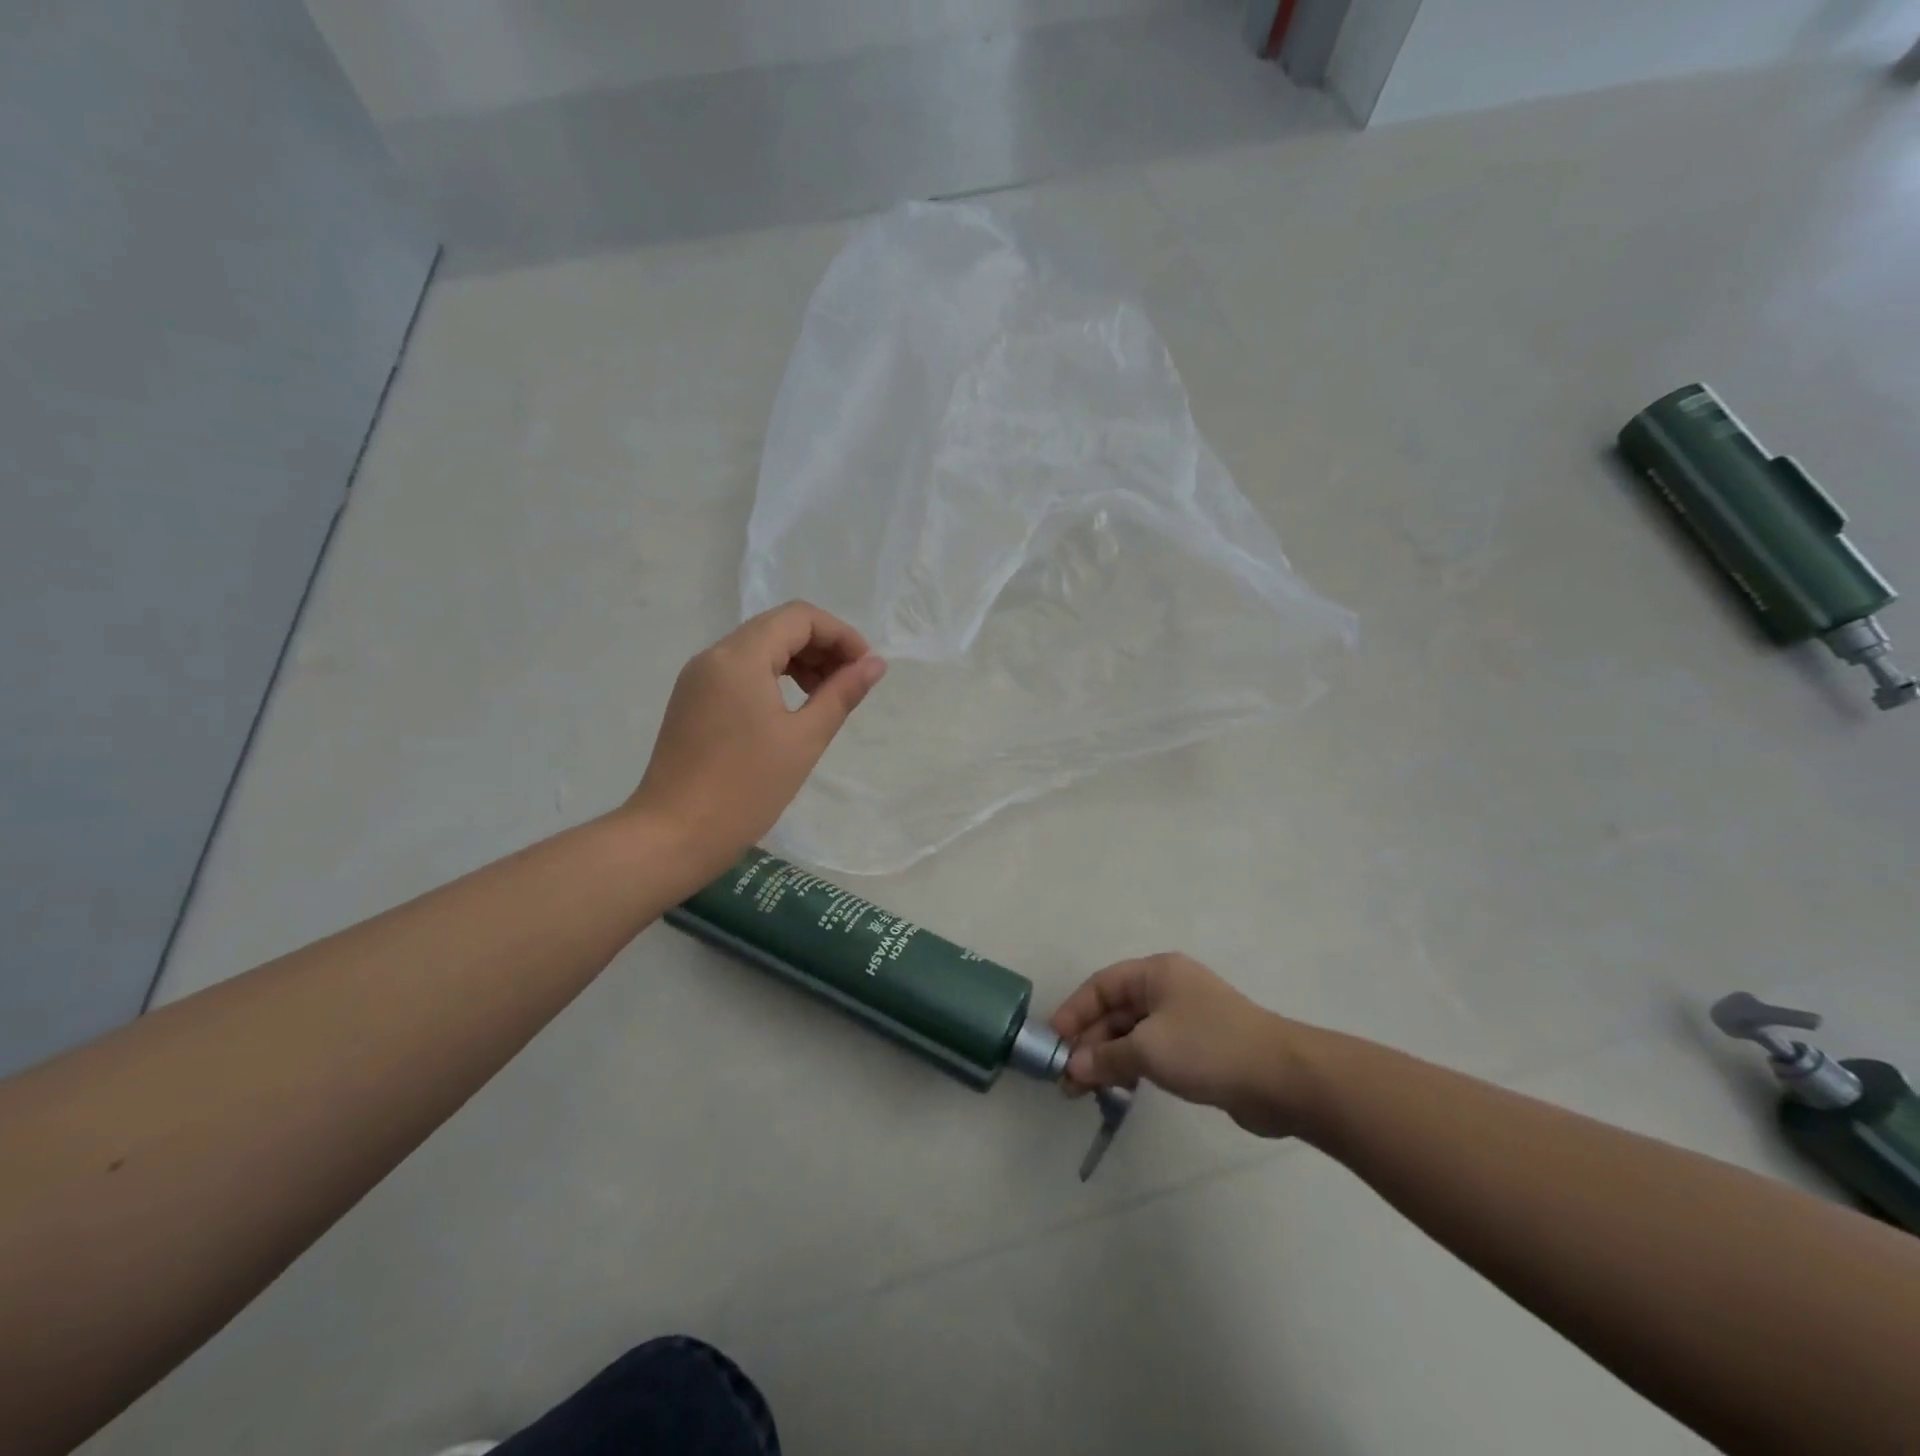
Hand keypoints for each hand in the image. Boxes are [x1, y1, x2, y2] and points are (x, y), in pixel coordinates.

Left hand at [629, 602, 885, 878]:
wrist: (673, 836)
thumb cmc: (745, 789)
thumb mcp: (804, 739)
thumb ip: (841, 694)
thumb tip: (874, 664)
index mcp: (739, 657)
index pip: (799, 617)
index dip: (840, 634)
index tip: (865, 668)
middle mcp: (713, 656)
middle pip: (777, 627)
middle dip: (821, 647)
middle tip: (851, 684)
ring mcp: (698, 679)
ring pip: (758, 648)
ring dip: (798, 662)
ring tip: (826, 697)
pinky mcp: (692, 701)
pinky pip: (739, 671)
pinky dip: (773, 677)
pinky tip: (791, 709)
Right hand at [1049, 953, 1313, 1138]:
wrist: (1283, 1078)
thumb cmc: (1209, 1048)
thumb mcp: (1149, 1050)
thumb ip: (1106, 1058)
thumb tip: (1073, 1068)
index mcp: (1156, 973)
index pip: (1101, 985)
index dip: (1074, 1012)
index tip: (1053, 1043)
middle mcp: (1168, 988)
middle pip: (1116, 1010)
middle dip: (1090, 1043)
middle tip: (1066, 1080)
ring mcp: (1186, 1017)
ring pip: (1133, 1033)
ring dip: (1109, 1058)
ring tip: (1085, 1090)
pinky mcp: (1200, 1046)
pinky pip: (1154, 1050)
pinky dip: (1133, 1065)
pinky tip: (1120, 1088)